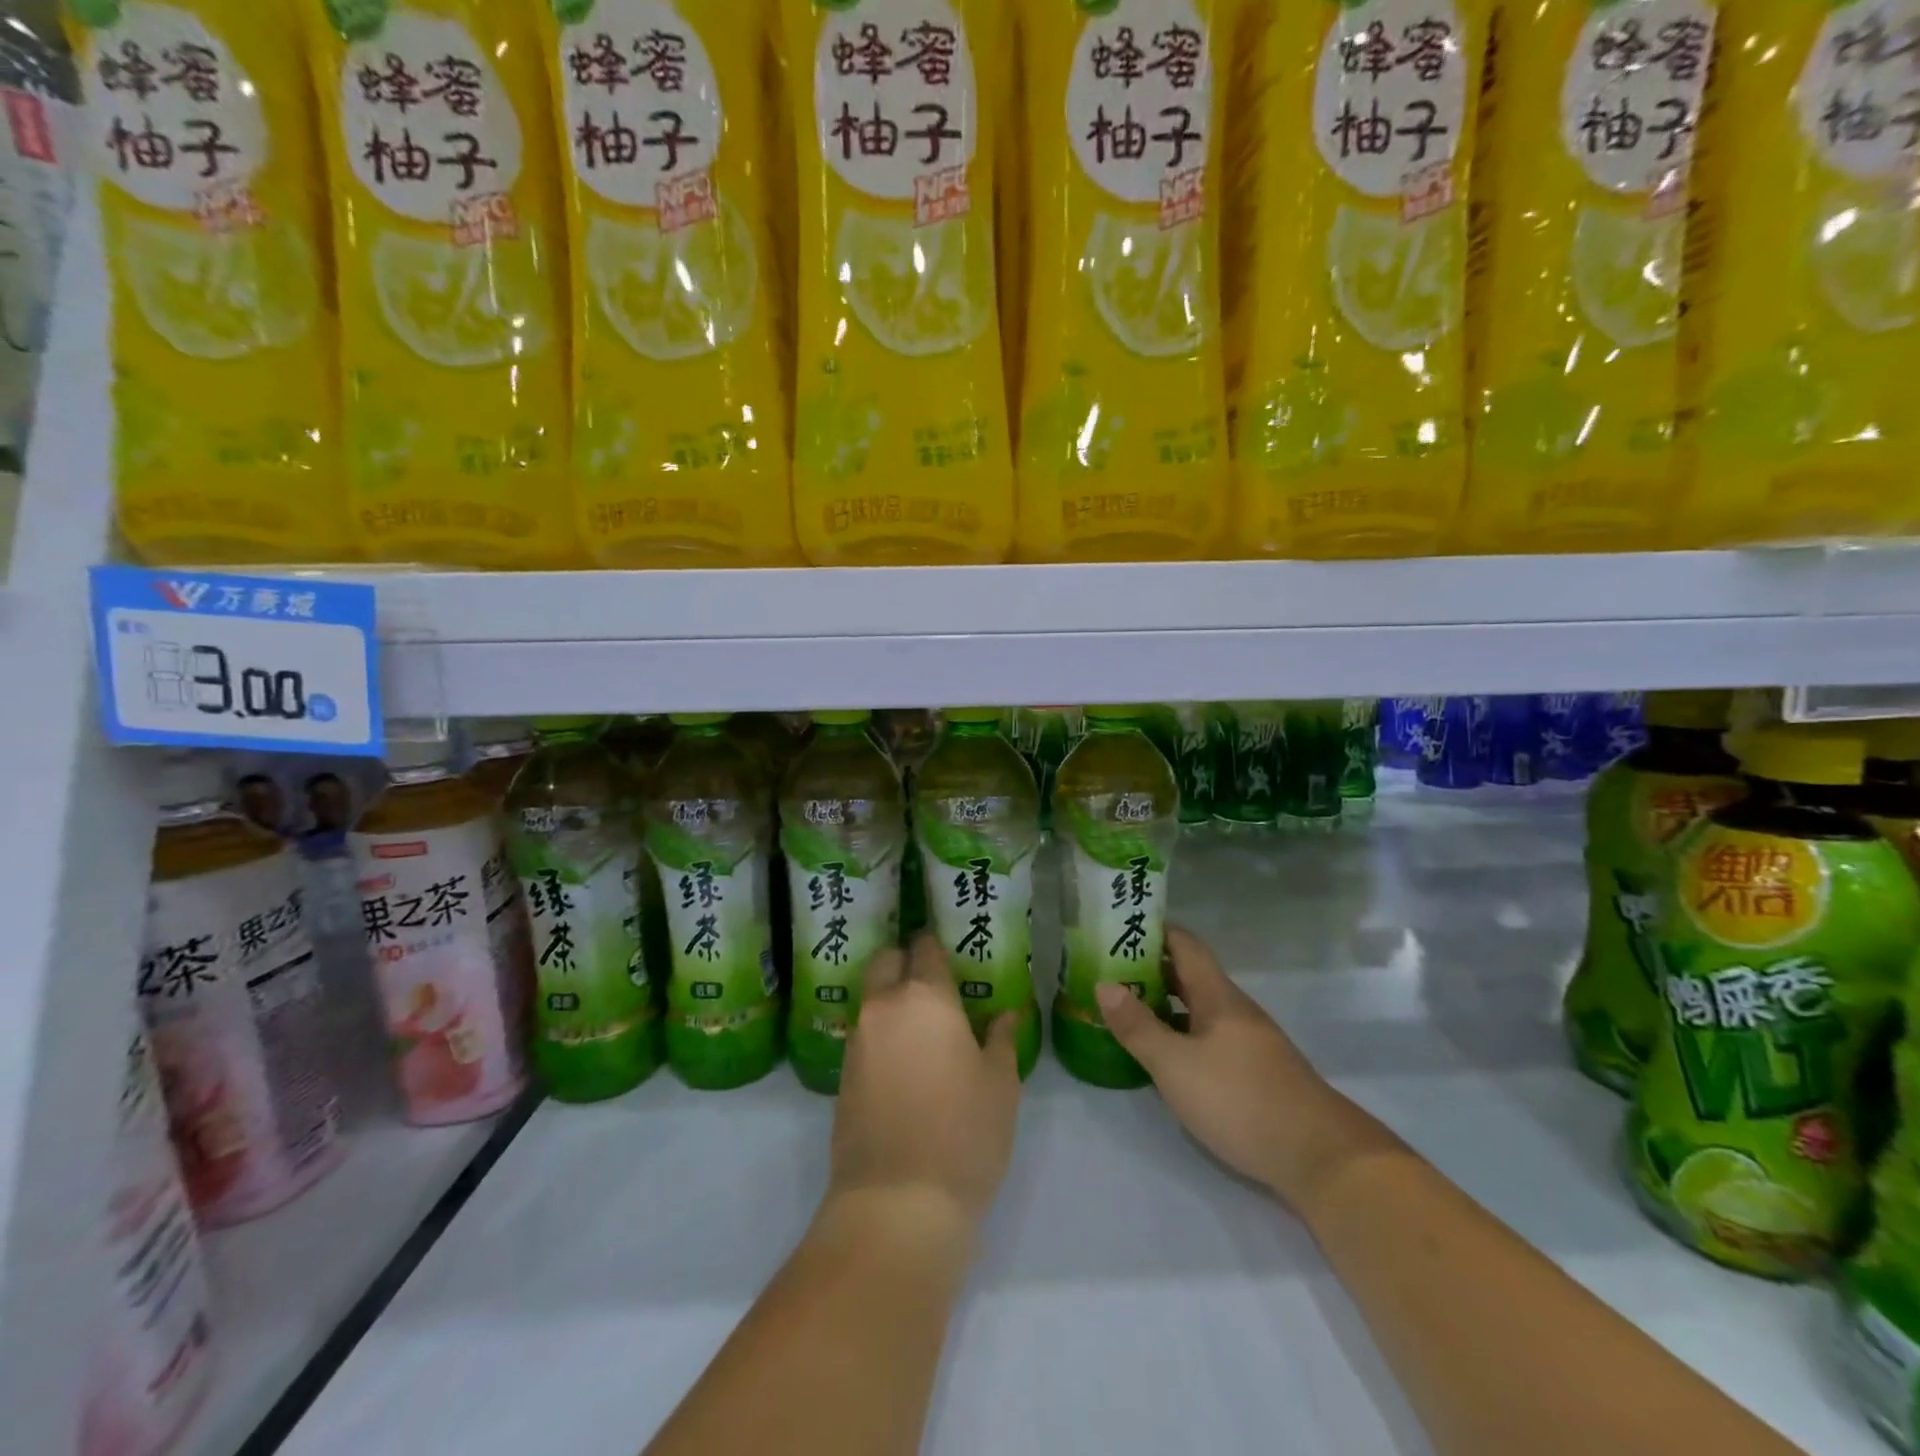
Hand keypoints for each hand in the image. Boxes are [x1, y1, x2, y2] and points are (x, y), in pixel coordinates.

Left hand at [826, 934, 1024, 1230]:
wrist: (898, 1203)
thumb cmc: (964, 1134)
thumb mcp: (1001, 1084)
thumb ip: (1002, 1039)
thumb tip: (1004, 1014)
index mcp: (925, 996)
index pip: (925, 947)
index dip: (938, 945)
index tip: (953, 954)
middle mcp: (884, 1006)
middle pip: (886, 961)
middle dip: (905, 961)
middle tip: (934, 984)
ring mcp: (857, 1040)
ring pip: (872, 997)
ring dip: (891, 998)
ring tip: (922, 1025)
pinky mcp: (843, 1074)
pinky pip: (864, 1034)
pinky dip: (881, 1033)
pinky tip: (904, 1060)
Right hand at [1094, 926, 1398, 1209]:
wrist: (1320, 1158)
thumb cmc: (1240, 1100)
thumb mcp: (1176, 1065)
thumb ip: (1138, 1026)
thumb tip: (1104, 984)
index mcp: (1217, 995)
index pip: (1185, 944)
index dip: (1153, 931)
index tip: (1119, 927)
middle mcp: (1234, 1009)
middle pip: (1189, 975)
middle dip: (1150, 968)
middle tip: (1108, 971)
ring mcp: (1248, 1041)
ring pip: (1199, 1008)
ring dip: (1164, 1003)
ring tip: (1126, 1009)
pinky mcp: (1254, 1072)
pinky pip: (1208, 1036)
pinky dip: (1181, 1034)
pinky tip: (1163, 1055)